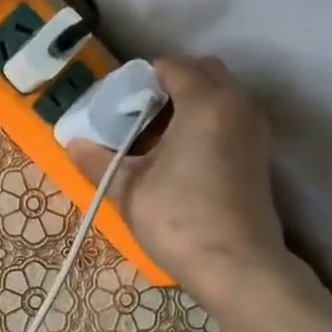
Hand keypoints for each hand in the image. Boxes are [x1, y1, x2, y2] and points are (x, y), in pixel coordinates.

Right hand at [65, 56, 289, 304]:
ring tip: (155, 141)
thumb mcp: (128, 190)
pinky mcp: (258, 155)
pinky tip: (179, 159)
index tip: (118, 105)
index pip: (172, 67)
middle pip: (203, 73)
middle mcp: (237, 105)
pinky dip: (205, 125)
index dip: (141, 80)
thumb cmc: (178, 220)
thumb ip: (98, 162)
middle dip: (170, 86)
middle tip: (137, 118)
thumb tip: (72, 143)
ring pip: (220, 97)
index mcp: (205, 103)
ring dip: (189, 106)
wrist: (235, 264)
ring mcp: (254, 130)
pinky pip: (229, 120)